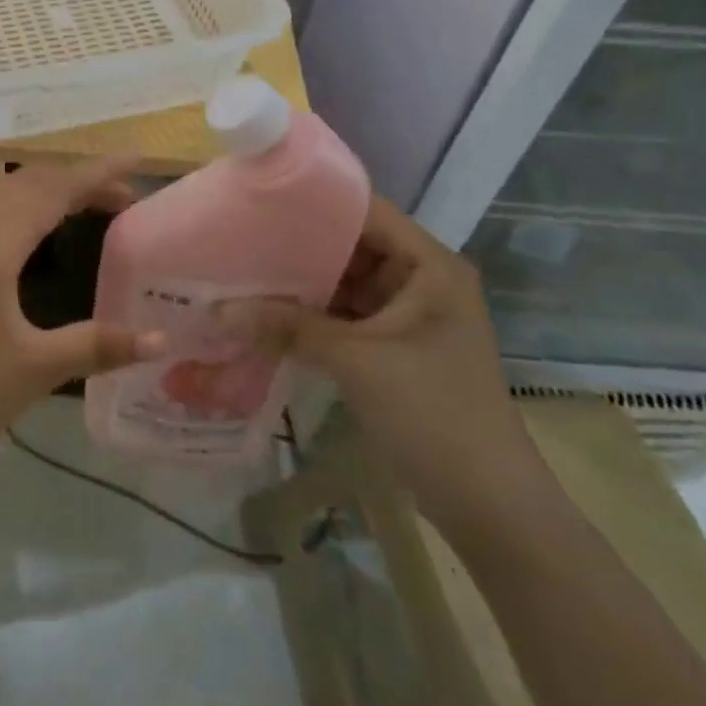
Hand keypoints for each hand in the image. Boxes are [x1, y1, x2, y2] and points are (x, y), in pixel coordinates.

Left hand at [0, 157, 165, 485]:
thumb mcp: (34, 371)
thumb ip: (97, 346)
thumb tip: (161, 337)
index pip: (52, 191)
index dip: (97, 173)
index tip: (138, 161)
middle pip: (26, 182)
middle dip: (75, 180)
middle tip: (122, 199)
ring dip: (42, 187)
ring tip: (80, 204)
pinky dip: (16, 202)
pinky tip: (27, 231)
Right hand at [222, 195, 550, 534]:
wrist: (488, 505)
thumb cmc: (433, 412)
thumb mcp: (355, 361)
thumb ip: (287, 327)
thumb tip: (216, 309)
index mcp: (430, 266)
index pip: (367, 211)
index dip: (316, 202)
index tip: (262, 200)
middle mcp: (421, 281)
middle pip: (352, 246)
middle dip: (299, 246)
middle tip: (240, 237)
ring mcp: (408, 316)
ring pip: (344, 283)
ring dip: (301, 285)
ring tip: (243, 271)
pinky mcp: (394, 348)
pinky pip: (345, 316)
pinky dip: (311, 316)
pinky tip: (266, 314)